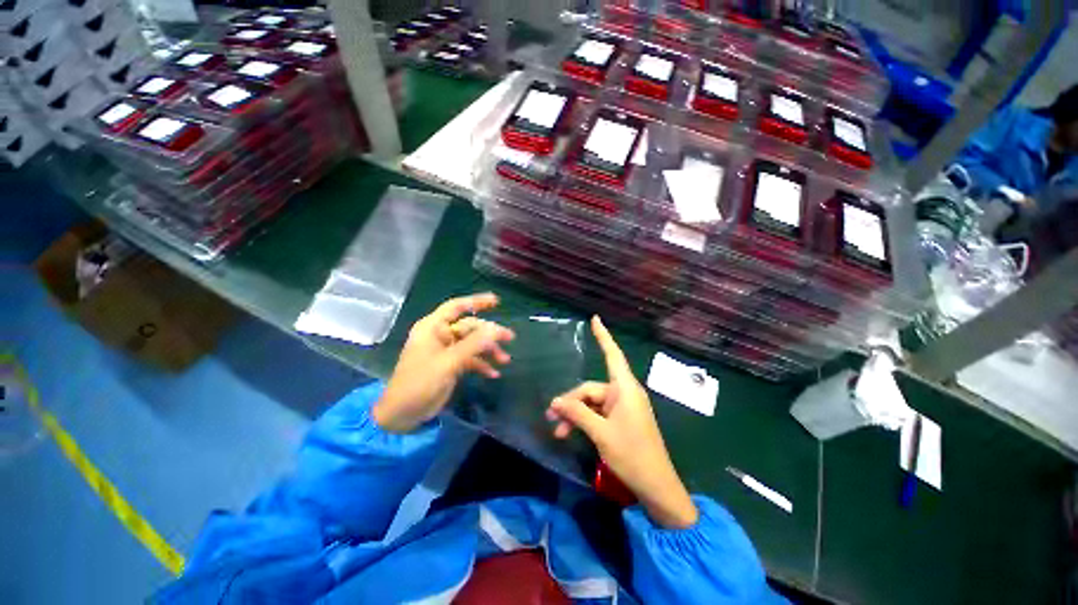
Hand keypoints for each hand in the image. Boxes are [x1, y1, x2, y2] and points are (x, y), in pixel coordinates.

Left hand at [373, 293, 514, 432]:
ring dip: (489, 350)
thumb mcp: (448, 362)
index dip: (476, 301)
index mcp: (433, 327)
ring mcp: (446, 350)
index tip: (497, 301)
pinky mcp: (451, 364)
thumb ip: (473, 344)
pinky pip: (470, 359)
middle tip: (510, 338)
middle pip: (470, 327)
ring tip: (505, 360)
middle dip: (489, 333)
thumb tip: (496, 328)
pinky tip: (493, 373)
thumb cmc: (419, 382)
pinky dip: (481, 364)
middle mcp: (440, 335)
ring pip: (473, 343)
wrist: (403, 414)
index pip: (456, 307)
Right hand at [546, 316, 697, 528]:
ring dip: (575, 415)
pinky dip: (584, 421)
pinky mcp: (621, 420)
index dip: (603, 336)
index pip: (612, 355)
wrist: (656, 486)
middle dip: (570, 402)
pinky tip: (570, 433)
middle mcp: (624, 393)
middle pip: (591, 389)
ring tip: (558, 431)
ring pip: (592, 403)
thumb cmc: (632, 455)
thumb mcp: (600, 433)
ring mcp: (623, 407)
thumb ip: (577, 414)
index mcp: (624, 389)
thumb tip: (555, 402)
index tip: (595, 319)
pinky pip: (598, 413)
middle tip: (551, 418)